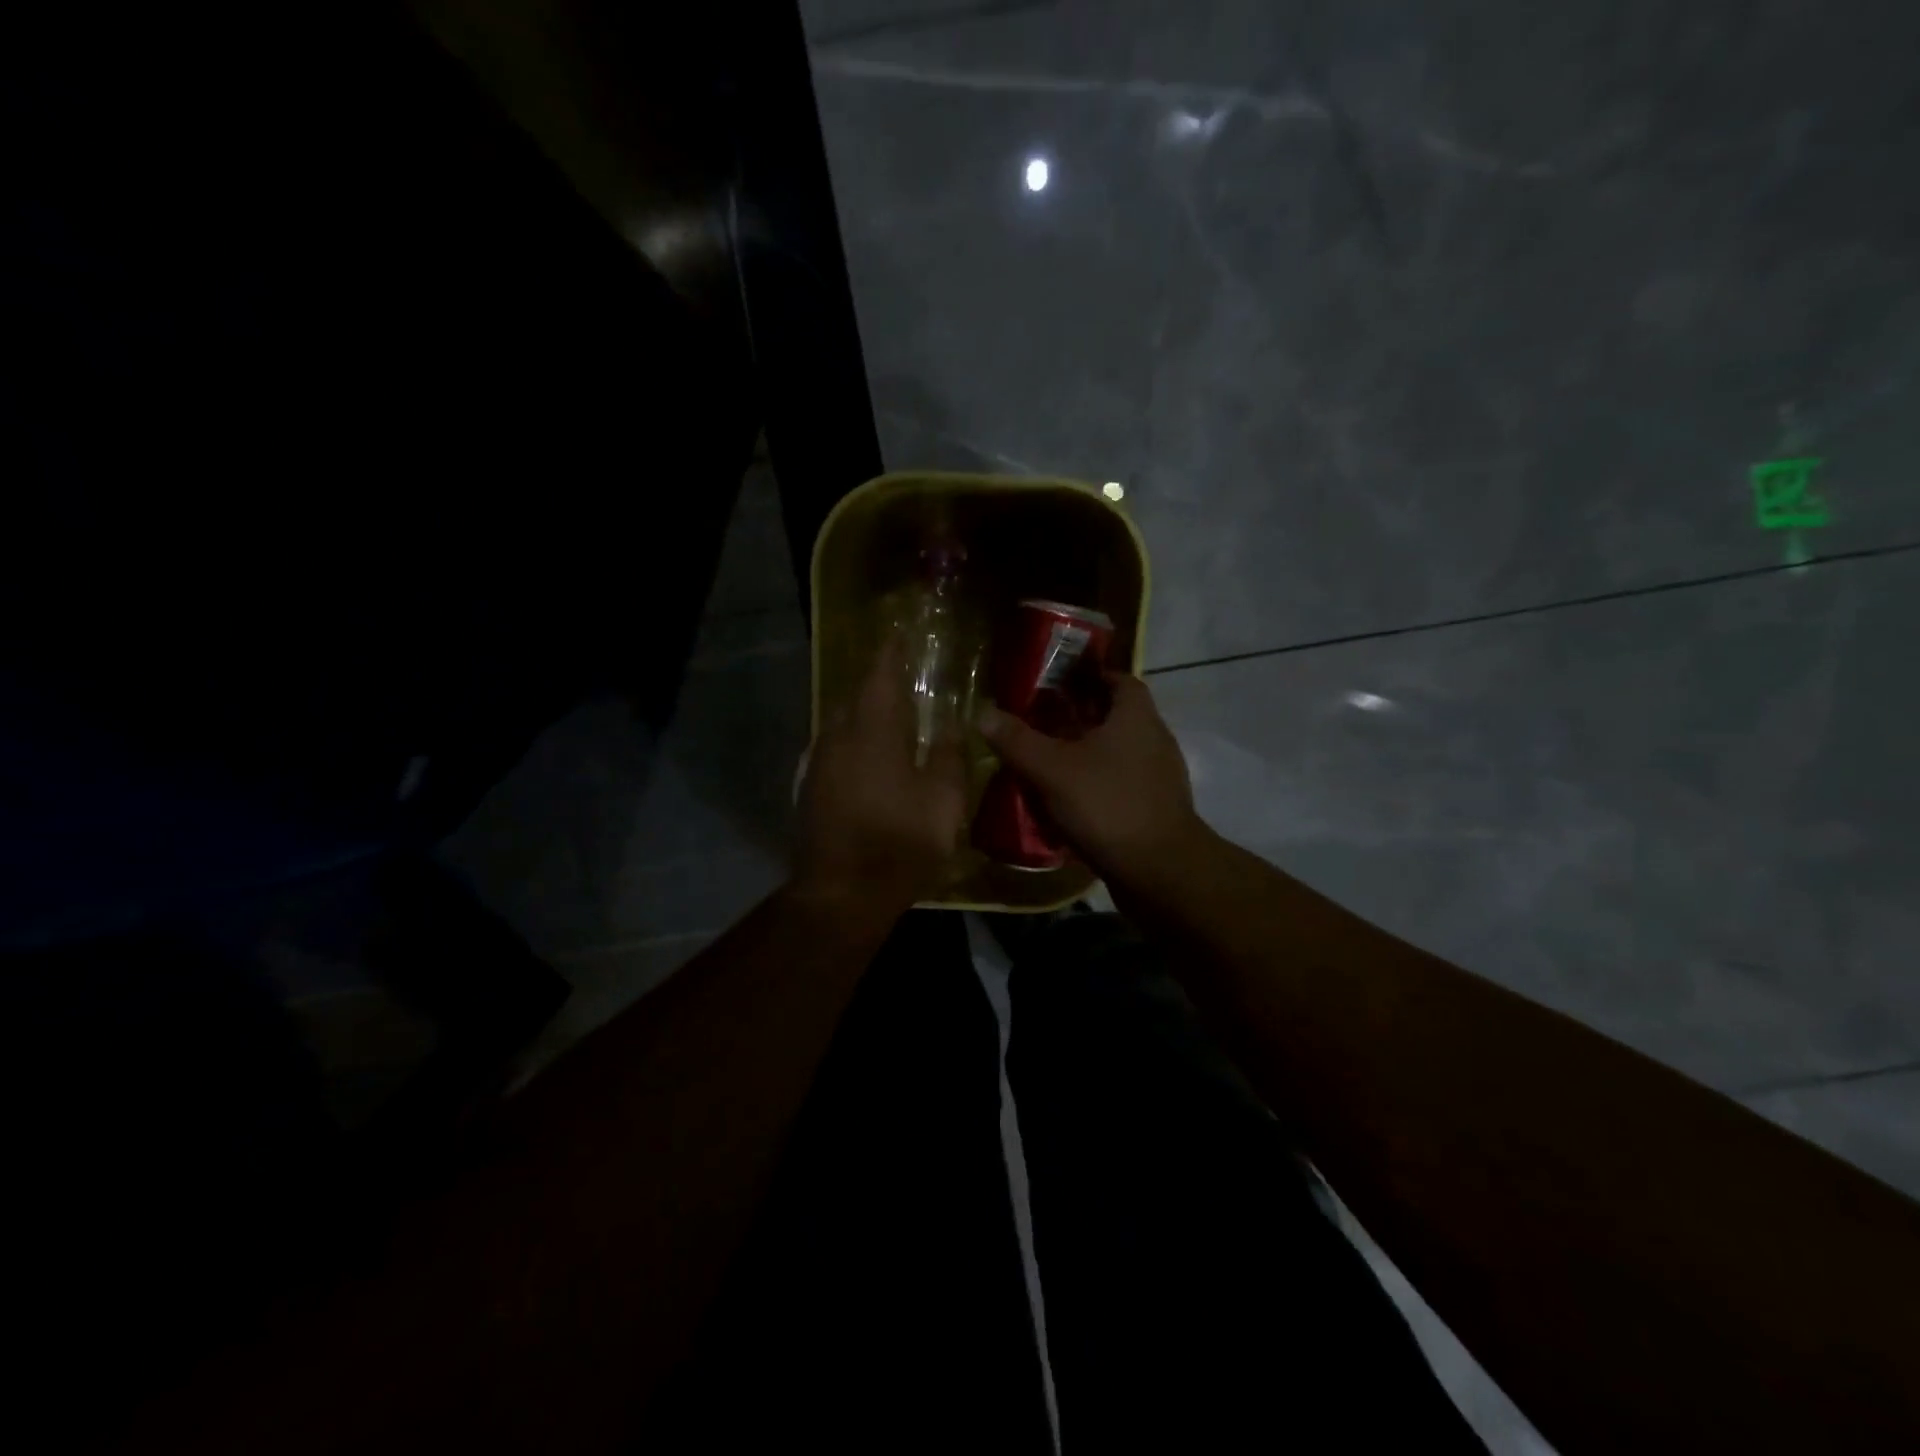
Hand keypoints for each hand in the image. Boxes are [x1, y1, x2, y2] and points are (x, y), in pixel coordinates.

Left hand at [793, 636, 968, 918]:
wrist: (841, 893)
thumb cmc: (900, 841)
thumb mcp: (942, 800)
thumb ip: (948, 756)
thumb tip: (949, 725)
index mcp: (873, 730)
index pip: (880, 675)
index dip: (890, 653)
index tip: (899, 635)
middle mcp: (838, 736)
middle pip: (856, 696)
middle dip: (877, 683)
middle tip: (902, 679)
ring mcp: (819, 763)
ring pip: (842, 723)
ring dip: (864, 714)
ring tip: (890, 717)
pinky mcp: (811, 788)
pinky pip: (834, 748)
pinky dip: (854, 741)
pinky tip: (870, 757)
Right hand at [978, 673, 1207, 889]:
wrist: (1159, 871)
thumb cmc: (1107, 805)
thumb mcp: (1052, 770)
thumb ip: (1017, 740)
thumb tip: (983, 713)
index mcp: (1136, 716)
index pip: (1118, 679)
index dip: (1088, 676)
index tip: (1057, 683)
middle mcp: (1154, 738)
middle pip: (1115, 715)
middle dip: (1080, 716)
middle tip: (1041, 721)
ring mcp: (1159, 775)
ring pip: (1118, 751)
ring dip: (1087, 752)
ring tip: (1049, 760)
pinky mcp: (1156, 807)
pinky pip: (1121, 782)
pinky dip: (1097, 783)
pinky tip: (1068, 799)